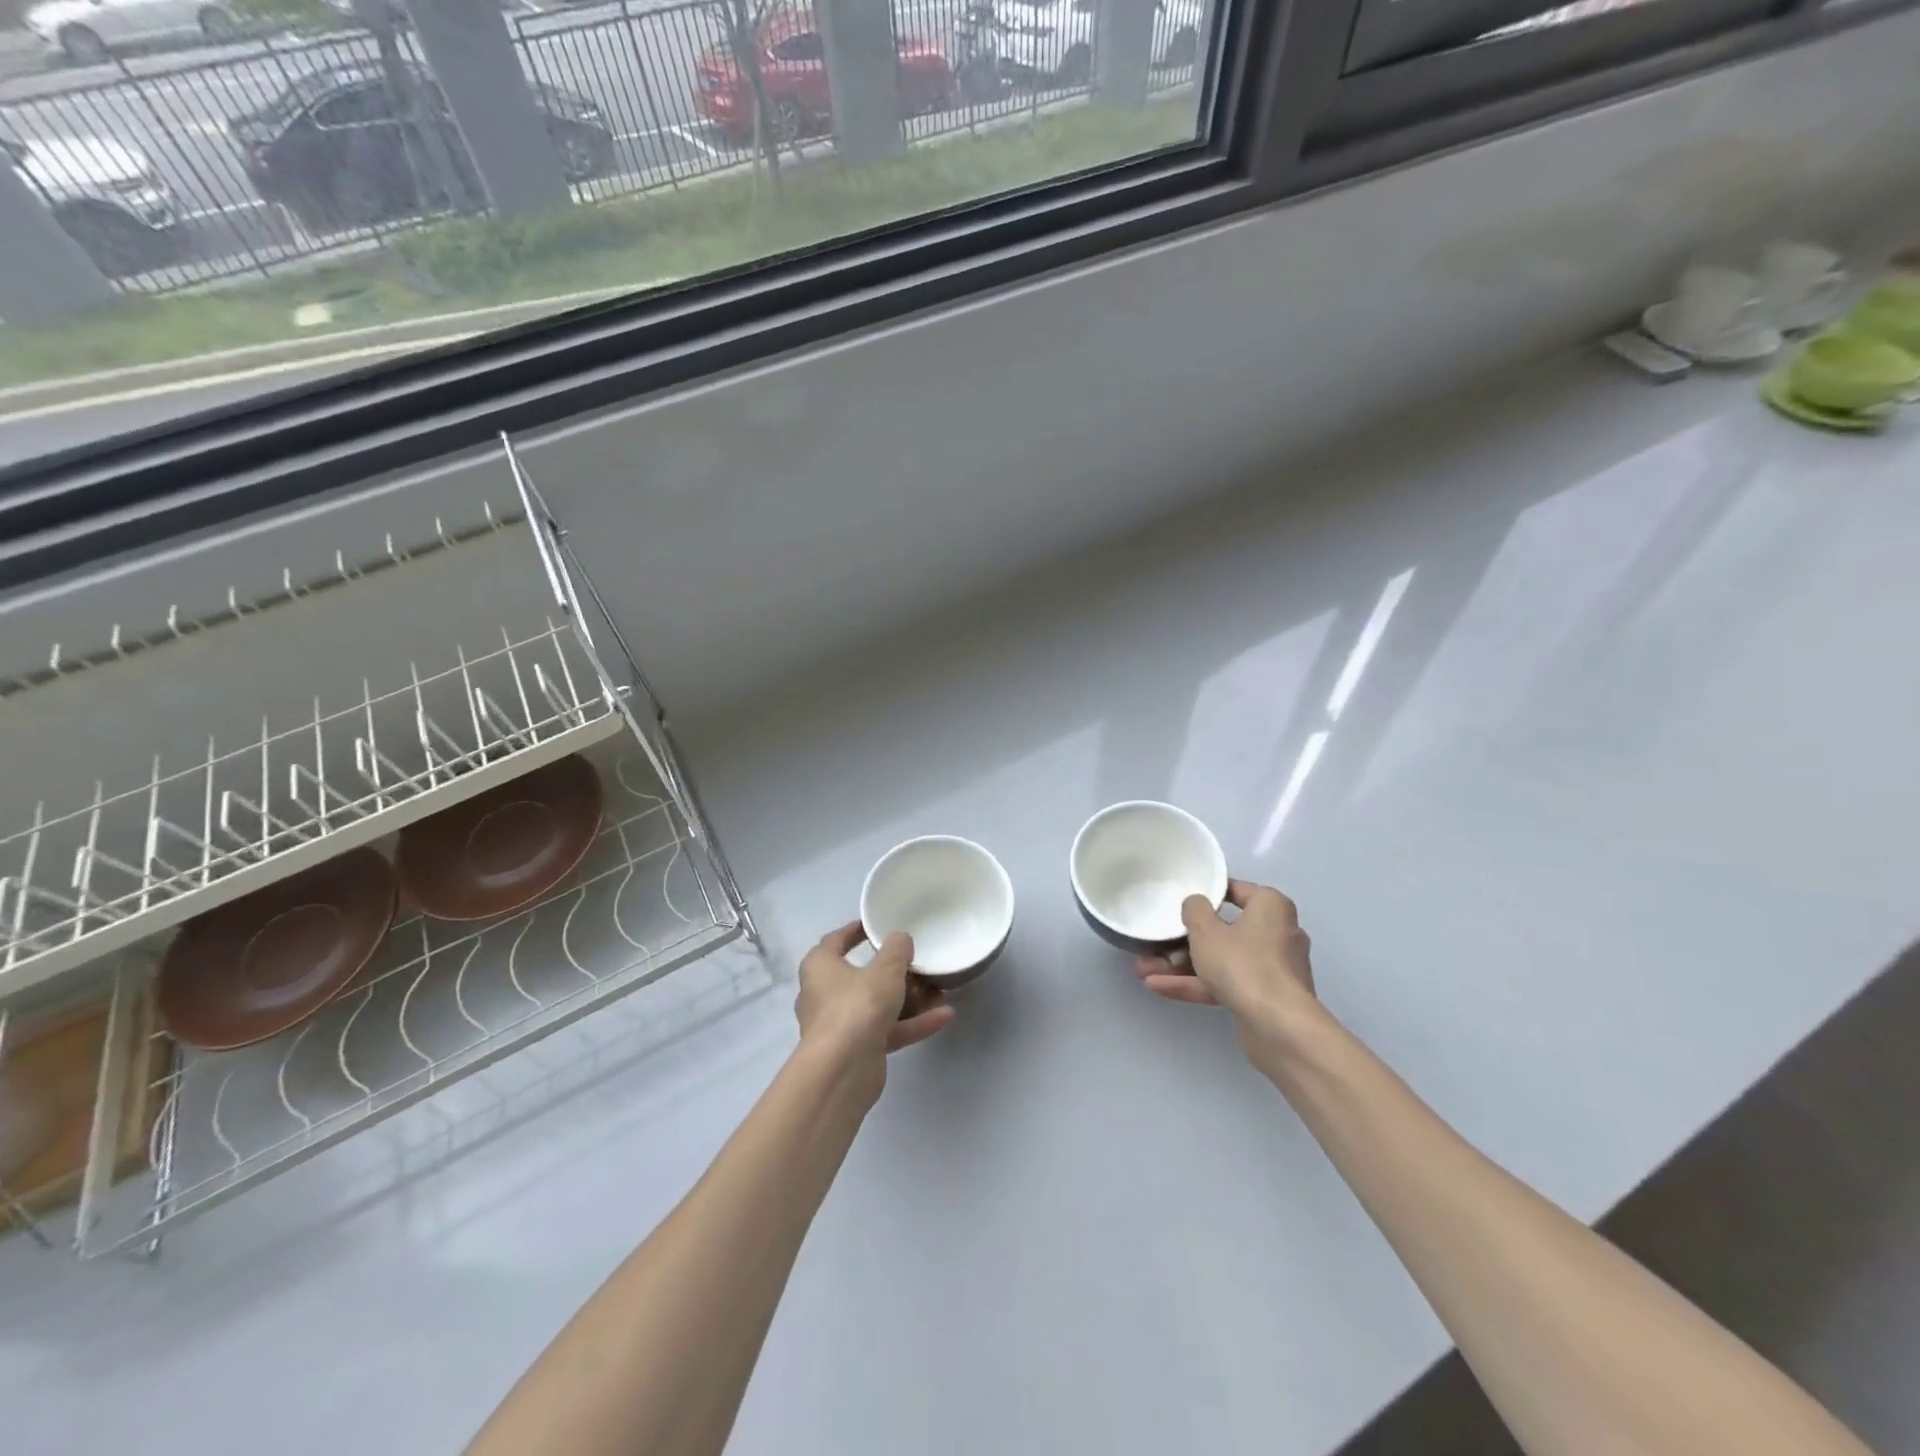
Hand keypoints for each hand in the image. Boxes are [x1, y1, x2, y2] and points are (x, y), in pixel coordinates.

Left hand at [796, 922, 954, 1089]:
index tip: (876, 926)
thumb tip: (900, 938)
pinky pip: (887, 1030)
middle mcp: (823, 994)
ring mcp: (840, 1026)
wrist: (842, 1071)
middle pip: (862, 977)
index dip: (855, 931)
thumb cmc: (857, 1006)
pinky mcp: (856, 1051)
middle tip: (918, 964)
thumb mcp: (885, 970)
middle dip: (894, 972)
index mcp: (820, 967)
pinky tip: (943, 1017)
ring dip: (909, 1000)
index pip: (835, 941)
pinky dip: (912, 1024)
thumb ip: (896, 950)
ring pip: (877, 1006)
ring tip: (940, 992)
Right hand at [1134, 879, 1317, 1059]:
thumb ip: (1194, 909)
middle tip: (1157, 941)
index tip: (1180, 899)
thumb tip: (1197, 904)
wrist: (1279, 1027)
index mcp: (1271, 907)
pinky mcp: (1264, 997)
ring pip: (1221, 960)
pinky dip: (1196, 984)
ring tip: (1144, 969)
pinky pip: (1226, 982)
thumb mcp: (1206, 929)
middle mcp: (1277, 933)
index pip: (1236, 890)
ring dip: (1183, 965)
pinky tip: (1159, 987)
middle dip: (1185, 939)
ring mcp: (1271, 968)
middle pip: (1224, 929)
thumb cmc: (1242, 964)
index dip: (1206, 893)